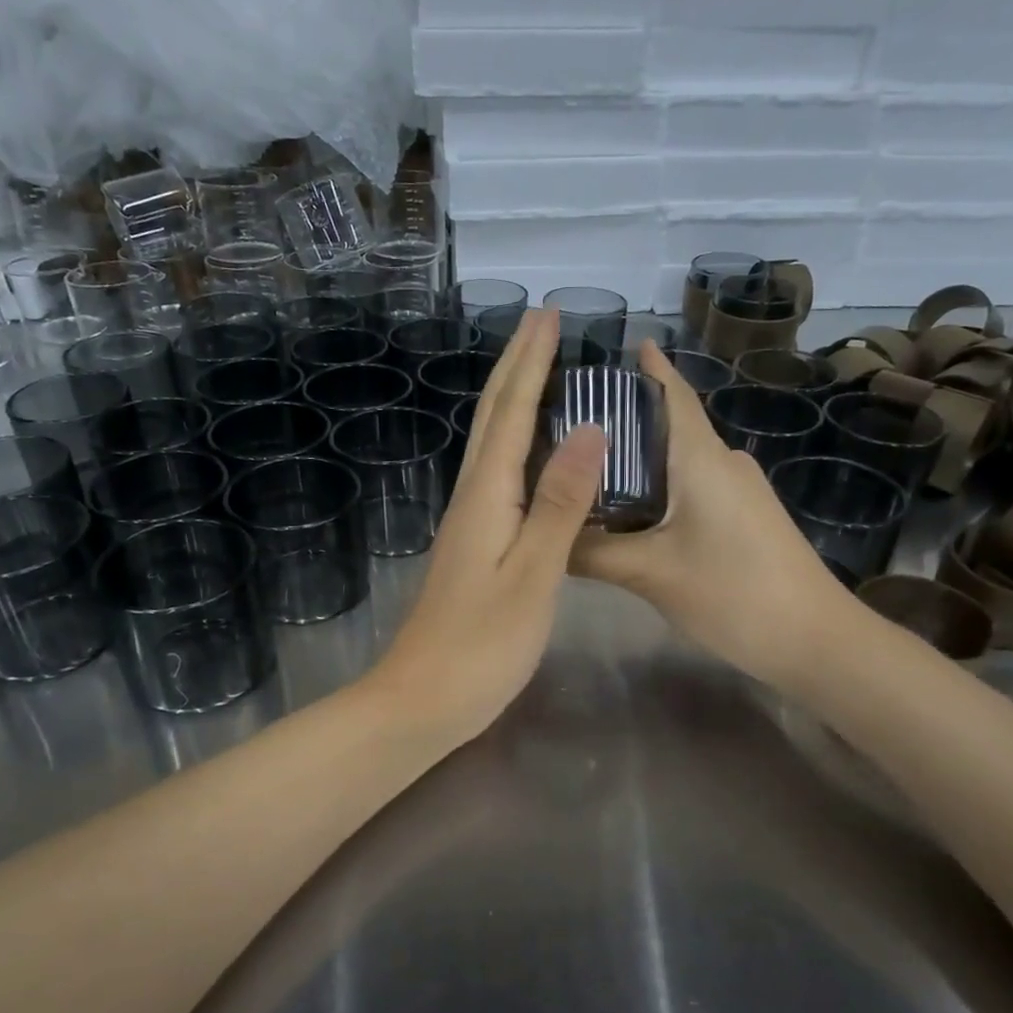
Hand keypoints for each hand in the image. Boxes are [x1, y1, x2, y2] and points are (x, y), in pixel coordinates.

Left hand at [366, 309, 603, 747]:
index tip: (549, 313)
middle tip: (542, 322)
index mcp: (486, 495)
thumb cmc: (482, 644)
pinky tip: (529, 449)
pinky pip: (498, 473)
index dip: (531, 361)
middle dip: (517, 364)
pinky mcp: (473, 544)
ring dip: (513, 397)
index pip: (512, 411)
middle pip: (492, 416)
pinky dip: (516, 441)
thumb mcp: (532, 573)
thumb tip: (590, 429)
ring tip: (539, 368)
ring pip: (491, 441)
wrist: (422, 698)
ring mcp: (469, 521)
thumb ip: (560, 503)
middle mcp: (472, 496)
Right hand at [571, 342, 861, 685]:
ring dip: (637, 460)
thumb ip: (591, 552)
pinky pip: (690, 489)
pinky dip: (656, 490)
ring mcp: (737, 492)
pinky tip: (626, 512)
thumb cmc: (733, 592)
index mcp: (701, 458)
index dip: (648, 368)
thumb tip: (541, 536)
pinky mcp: (743, 519)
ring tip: (585, 468)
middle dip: (623, 420)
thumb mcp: (650, 573)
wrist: (814, 641)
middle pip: (668, 427)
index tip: (615, 346)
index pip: (672, 395)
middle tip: (567, 423)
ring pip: (677, 463)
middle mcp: (722, 463)